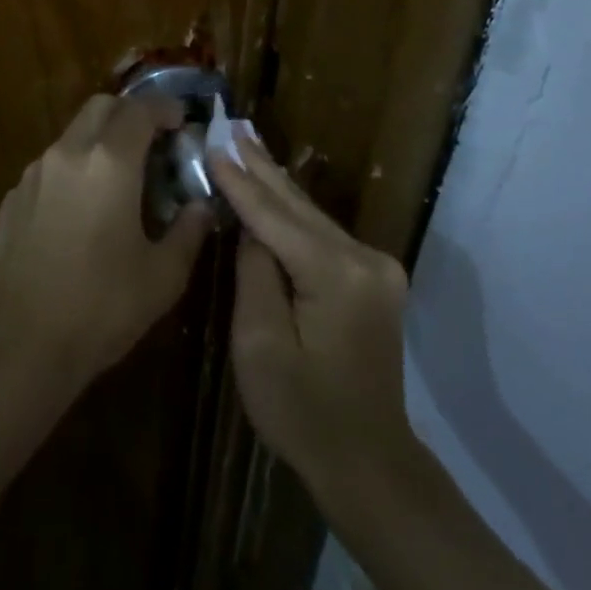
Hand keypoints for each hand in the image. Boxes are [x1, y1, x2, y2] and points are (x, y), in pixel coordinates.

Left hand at [0, 95, 212, 385]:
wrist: (22, 345)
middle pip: (101, 106)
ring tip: (118, 177)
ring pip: (72, 133)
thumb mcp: (162, 276)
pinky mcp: (13, 198)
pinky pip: (50, 166)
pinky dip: (73, 169)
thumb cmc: (101, 307)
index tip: (182, 121)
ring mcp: (34, 174)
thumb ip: (188, 232)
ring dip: (99, 139)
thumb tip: (201, 208)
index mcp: (110, 162)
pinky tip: (81, 210)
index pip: (140, 110)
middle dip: (130, 113)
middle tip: (152, 140)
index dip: (165, 108)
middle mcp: (69, 154)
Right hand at [209, 135, 413, 495]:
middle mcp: (365, 258)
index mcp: (336, 274)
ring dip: (278, 185)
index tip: (214, 146)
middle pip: (299, 206)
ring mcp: (376, 268)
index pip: (275, 217)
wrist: (368, 462)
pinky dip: (294, 213)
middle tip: (234, 127)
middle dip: (262, 167)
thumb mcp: (261, 346)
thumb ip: (256, 275)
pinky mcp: (375, 280)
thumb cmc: (303, 413)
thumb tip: (253, 232)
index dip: (240, 182)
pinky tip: (276, 190)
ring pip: (313, 217)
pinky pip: (324, 235)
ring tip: (248, 146)